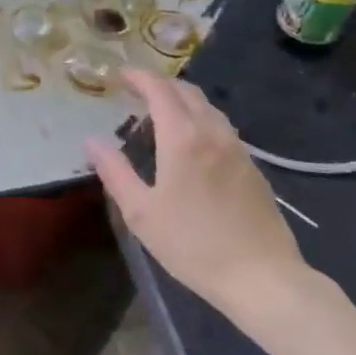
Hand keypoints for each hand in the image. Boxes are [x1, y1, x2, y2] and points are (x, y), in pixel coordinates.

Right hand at [86, 71, 306, 322]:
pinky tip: (192, 142)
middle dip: (160, 84)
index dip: (139, 77)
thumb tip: (92, 142)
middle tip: (136, 91)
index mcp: (182, 138)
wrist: (263, 278)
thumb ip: (115, 172)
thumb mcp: (141, 212)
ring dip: (183, 100)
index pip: (159, 90)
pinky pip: (222, 128)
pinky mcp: (253, 168)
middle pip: (187, 92)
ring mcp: (238, 149)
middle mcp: (213, 133)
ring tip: (162, 113)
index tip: (120, 75)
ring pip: (208, 108)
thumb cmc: (193, 245)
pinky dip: (201, 120)